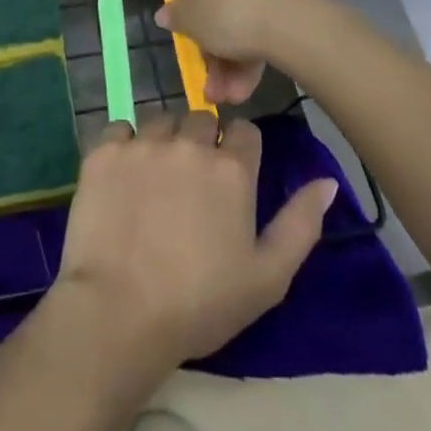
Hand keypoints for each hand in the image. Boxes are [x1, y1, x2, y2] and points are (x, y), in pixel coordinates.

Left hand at [55, 113, 336, 369]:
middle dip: (200, 142)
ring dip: (163, 141)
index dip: (239, 150)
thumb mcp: (268, 277)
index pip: (244, 131)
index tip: (230, 178)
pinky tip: (123, 177)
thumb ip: (300, 223)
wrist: (119, 311)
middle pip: (200, 120)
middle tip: (190, 184)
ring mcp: (142, 144)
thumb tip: (327, 181)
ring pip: (159, 121)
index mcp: (231, 169)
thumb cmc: (201, 303)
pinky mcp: (103, 152)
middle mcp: (188, 143)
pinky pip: (118, 130)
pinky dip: (123, 146)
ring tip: (154, 180)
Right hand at [158, 0, 329, 102]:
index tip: (187, 22)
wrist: (293, 20)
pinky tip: (251, 81)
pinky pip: (263, 10)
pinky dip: (256, 42)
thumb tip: (166, 14)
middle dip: (212, 41)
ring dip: (233, 54)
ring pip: (240, 8)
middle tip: (211, 78)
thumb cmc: (225, 11)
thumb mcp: (188, 21)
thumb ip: (174, 16)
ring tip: (233, 94)